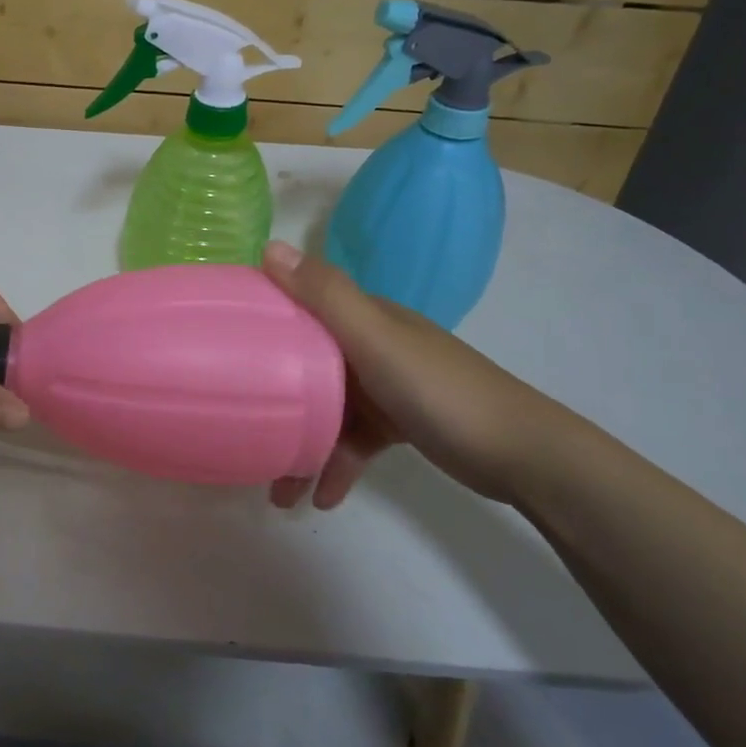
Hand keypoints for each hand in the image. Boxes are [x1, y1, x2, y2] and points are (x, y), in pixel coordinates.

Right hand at [260, 241, 568, 508]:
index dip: (262, 320)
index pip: (301, 306)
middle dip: (277, 400)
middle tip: (243, 432)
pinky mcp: (400, 421)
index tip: (222, 343)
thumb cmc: (440, 391)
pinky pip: (354, 441)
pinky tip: (323, 499)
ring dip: (303, 447)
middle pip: (307, 366)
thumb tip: (269, 247)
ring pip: (328, 411)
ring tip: (279, 493)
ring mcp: (387, 385)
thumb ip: (325, 297)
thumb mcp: (377, 341)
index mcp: (365, 318)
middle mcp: (372, 344)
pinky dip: (337, 465)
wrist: (523, 454)